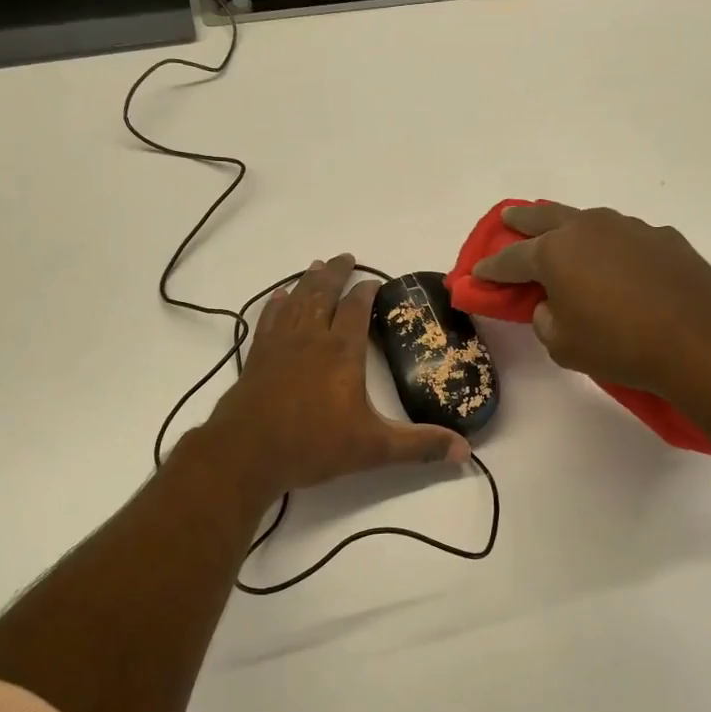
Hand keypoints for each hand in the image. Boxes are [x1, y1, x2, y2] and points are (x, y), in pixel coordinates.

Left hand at [208, 254, 470, 496]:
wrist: (246, 454)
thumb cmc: (313, 445)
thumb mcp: (373, 448)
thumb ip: (418, 446)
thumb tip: (464, 450)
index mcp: (341, 351)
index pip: (357, 308)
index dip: (367, 291)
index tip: (374, 282)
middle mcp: (311, 338)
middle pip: (324, 293)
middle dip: (336, 273)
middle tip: (345, 258)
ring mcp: (280, 344)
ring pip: (296, 301)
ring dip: (308, 282)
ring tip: (317, 266)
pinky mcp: (257, 356)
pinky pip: (269, 319)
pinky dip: (276, 304)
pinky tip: (278, 297)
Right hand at [470, 203, 710, 399]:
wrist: (698, 342)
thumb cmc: (618, 346)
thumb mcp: (562, 345)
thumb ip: (544, 318)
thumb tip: (550, 303)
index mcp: (555, 253)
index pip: (511, 259)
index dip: (491, 268)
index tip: (477, 272)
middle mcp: (587, 229)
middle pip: (543, 218)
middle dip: (520, 220)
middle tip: (508, 218)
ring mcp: (628, 227)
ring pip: (588, 221)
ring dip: (570, 228)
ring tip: (565, 237)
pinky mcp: (662, 237)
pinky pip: (626, 237)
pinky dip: (614, 247)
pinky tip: (620, 264)